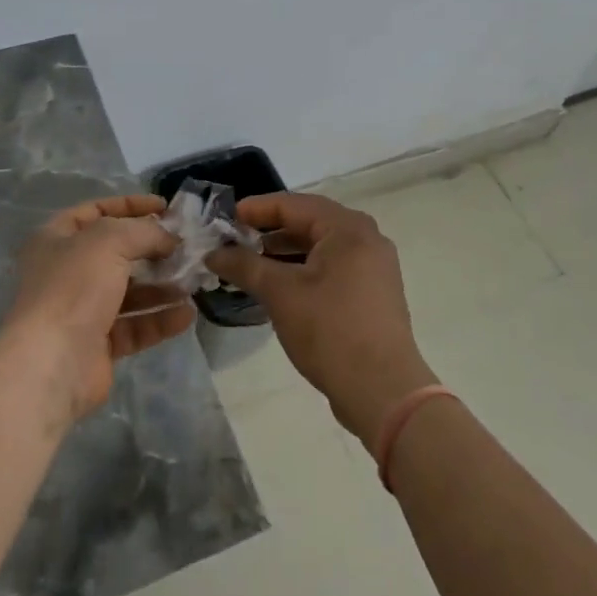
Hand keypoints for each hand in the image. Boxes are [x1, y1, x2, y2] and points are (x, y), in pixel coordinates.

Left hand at [4, 194, 190, 421]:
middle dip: (152, 249)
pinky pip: (135, 326)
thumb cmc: (74, 286)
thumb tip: (170, 238)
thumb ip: (145, 231)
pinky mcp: (98, 345)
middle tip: (186, 247)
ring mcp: (81, 310)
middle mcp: (66, 272)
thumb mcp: (111, 240)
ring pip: (129, 292)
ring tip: (194, 281)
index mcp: (56, 239)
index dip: (130, 206)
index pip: (96, 211)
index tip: (166, 208)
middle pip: (116, 253)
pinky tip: (187, 314)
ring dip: (162, 285)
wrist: (52, 362)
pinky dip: (160, 319)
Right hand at [205, 193, 435, 441]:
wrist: (383, 391)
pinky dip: (303, 270)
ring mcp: (373, 267)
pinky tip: (277, 287)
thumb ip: (244, 265)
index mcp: (348, 228)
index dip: (256, 209)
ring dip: (284, 253)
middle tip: (233, 240)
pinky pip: (332, 268)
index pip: (294, 204)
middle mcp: (366, 239)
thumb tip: (213, 253)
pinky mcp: (372, 294)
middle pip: (309, 222)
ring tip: (249, 264)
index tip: (224, 218)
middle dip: (269, 231)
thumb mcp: (280, 293)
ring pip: (320, 248)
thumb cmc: (330, 331)